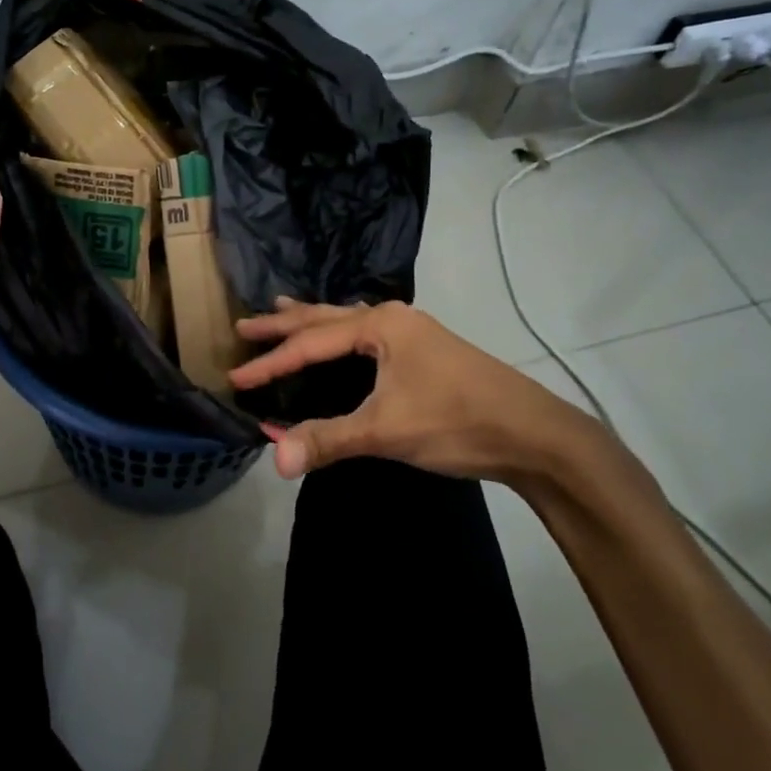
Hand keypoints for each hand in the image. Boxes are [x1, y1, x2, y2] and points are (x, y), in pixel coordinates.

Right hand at [229, 299, 612, 485]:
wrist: (534, 434)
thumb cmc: (456, 421)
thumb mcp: (386, 431)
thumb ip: (328, 439)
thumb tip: (274, 457)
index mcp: (381, 325)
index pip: (311, 343)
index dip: (271, 362)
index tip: (237, 376)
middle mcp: (393, 319)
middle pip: (325, 317)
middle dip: (284, 324)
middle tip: (245, 324)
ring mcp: (412, 333)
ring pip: (347, 322)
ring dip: (312, 322)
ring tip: (281, 312)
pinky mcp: (423, 352)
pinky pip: (365, 335)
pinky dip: (338, 335)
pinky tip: (338, 342)